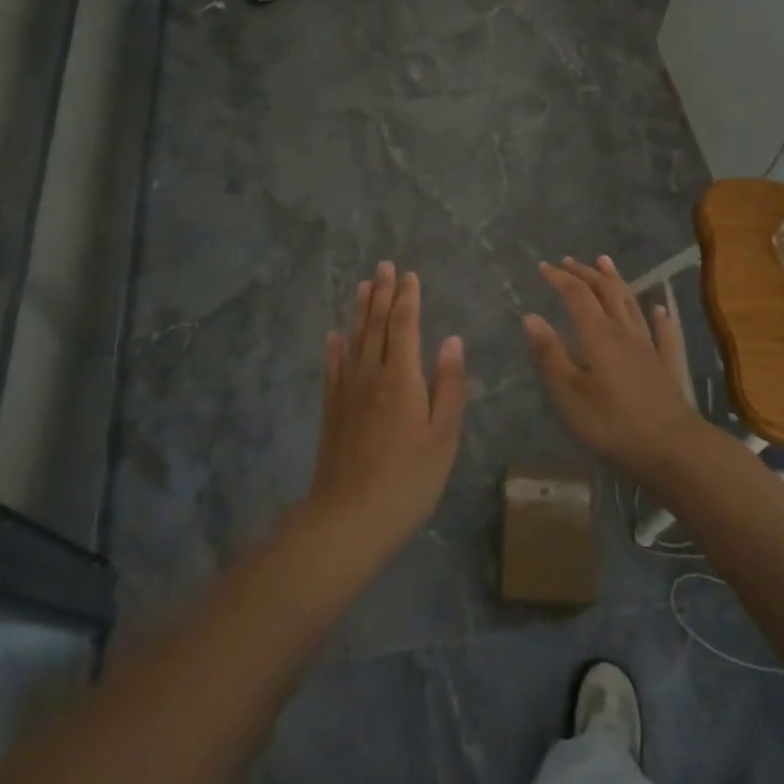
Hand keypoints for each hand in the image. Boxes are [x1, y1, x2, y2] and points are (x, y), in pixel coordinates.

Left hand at [307, 263, 466, 560]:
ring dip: (360, 311)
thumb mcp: (443, 436)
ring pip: (354, 340)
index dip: (408, 298)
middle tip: (384, 266)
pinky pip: (333, 369)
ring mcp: (346, 392)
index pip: (404, 325)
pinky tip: (335, 337)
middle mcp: (370, 374)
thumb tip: (451, 340)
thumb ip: (448, 385)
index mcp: (402, 377)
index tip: (409, 274)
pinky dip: (335, 348)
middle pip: (376, 325)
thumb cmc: (408, 480)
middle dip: (382, 294)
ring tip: (362, 286)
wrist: (349, 518)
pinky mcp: (331, 411)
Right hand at [524, 256, 698, 479]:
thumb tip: (531, 317)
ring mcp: (649, 347)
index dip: (559, 278)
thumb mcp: (568, 392)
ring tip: (606, 264)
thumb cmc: (611, 422)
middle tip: (569, 261)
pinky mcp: (665, 367)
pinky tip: (659, 308)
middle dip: (585, 274)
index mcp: (597, 335)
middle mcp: (624, 332)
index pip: (576, 296)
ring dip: (617, 282)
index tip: (543, 266)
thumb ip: (549, 354)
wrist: (671, 448)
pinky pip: (663, 334)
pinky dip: (659, 318)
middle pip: (605, 293)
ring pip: (631, 305)